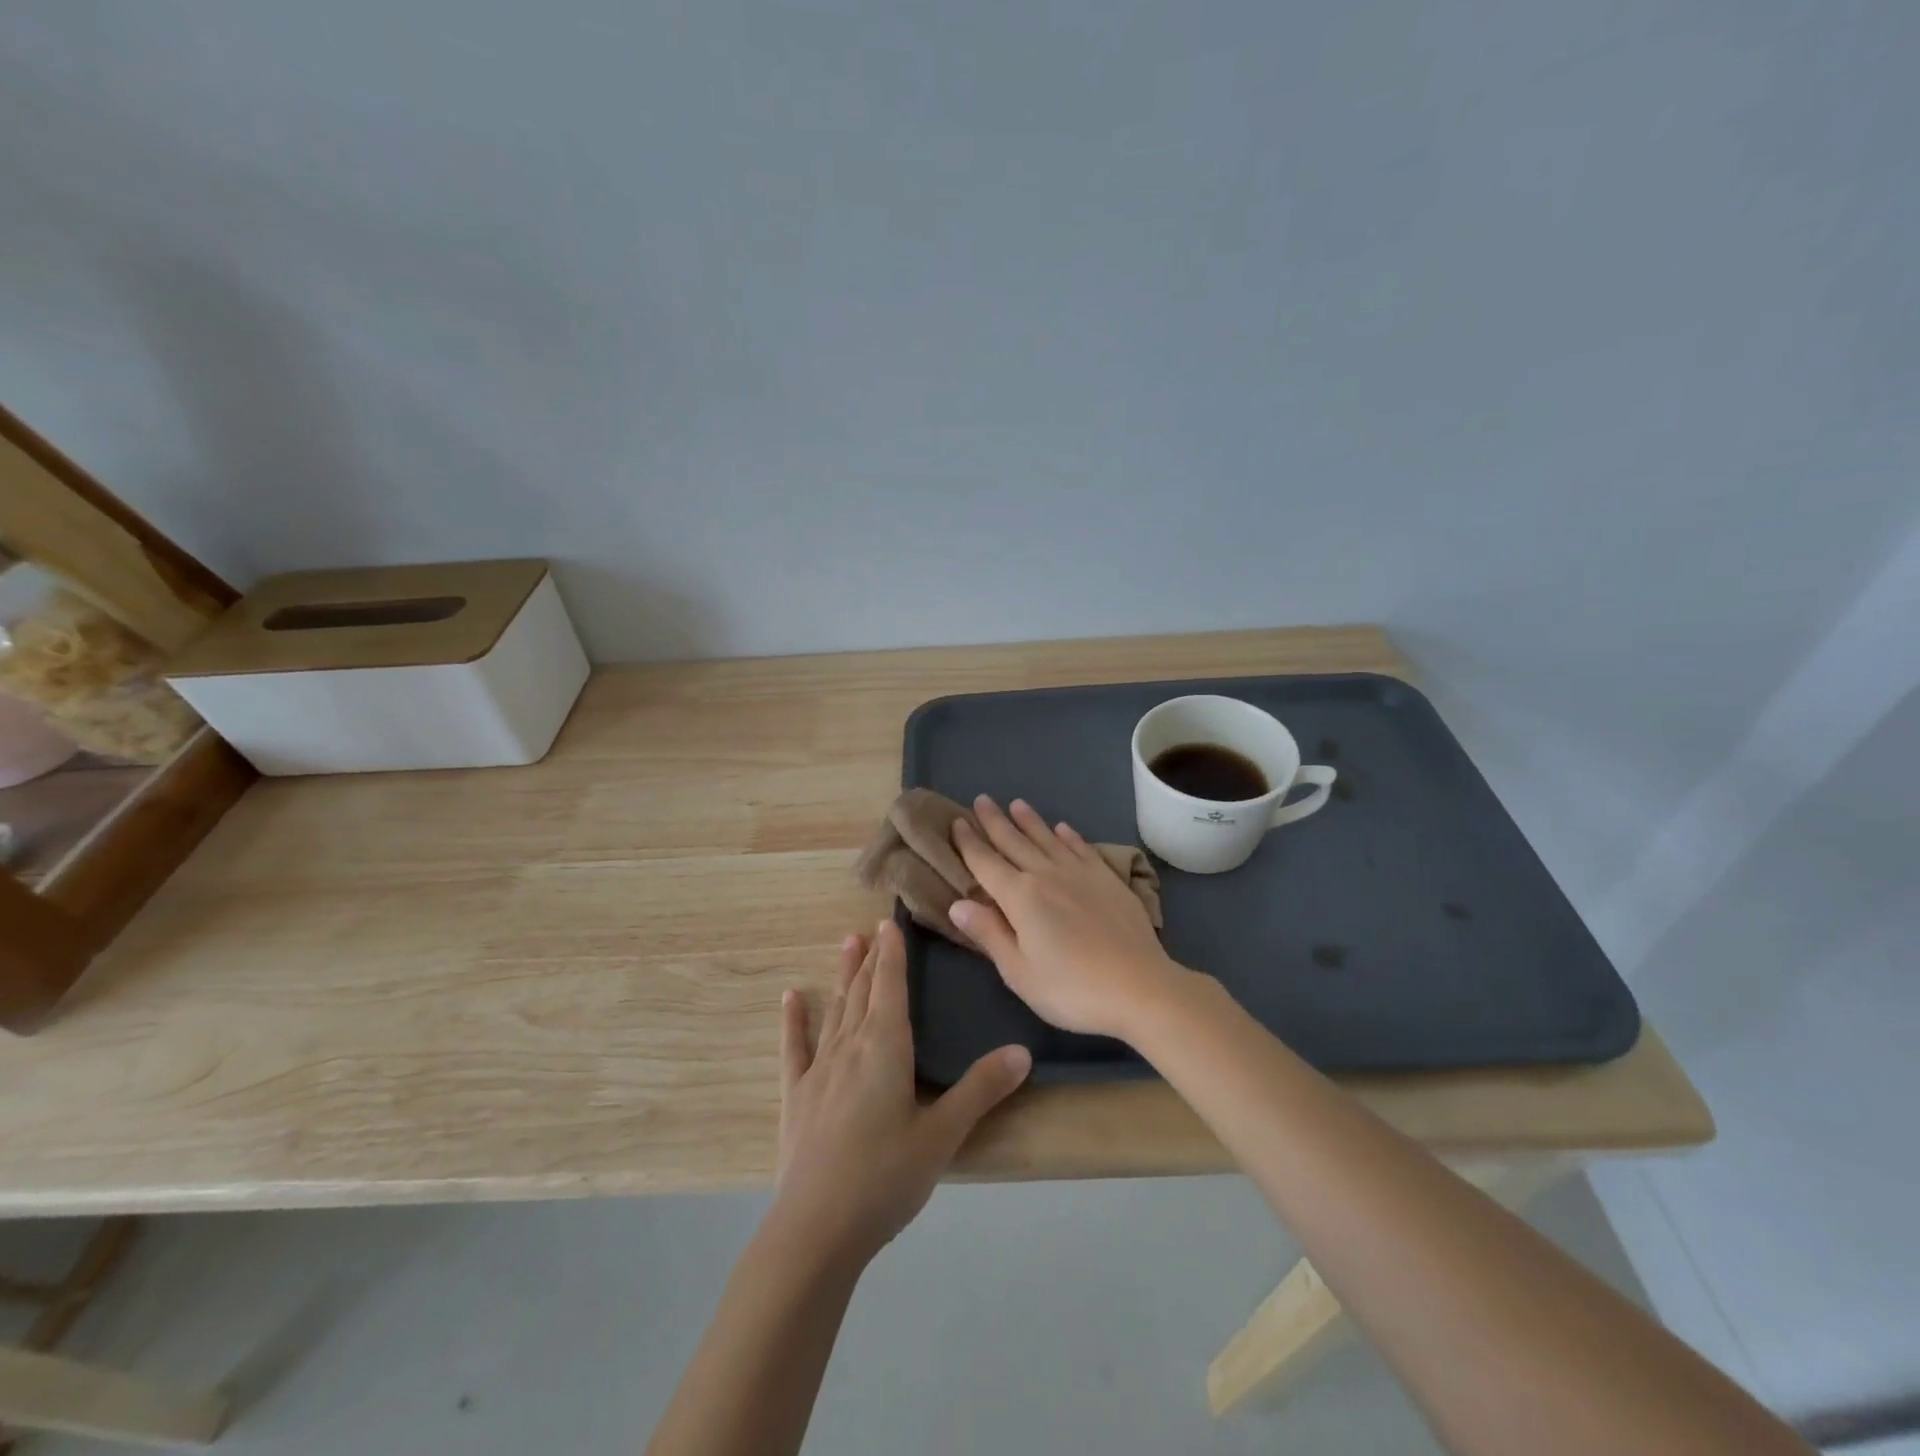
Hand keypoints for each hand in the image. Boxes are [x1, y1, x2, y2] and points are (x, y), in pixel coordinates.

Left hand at [773, 921, 1031, 1266]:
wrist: (816, 1229)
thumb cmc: (886, 1177)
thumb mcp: (943, 1135)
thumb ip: (981, 1090)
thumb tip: (1023, 1052)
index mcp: (886, 1047)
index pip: (891, 986)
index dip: (892, 954)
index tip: (890, 923)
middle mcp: (850, 1046)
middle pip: (863, 991)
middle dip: (871, 958)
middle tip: (872, 928)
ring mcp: (819, 1070)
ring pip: (836, 1010)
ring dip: (843, 976)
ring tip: (846, 944)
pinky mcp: (796, 1096)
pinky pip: (795, 1047)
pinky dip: (794, 1020)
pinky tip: (790, 997)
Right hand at [950, 796, 1189, 1041]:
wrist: (1140, 987)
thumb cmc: (1071, 989)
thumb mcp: (1019, 972)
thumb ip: (988, 933)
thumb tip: (956, 904)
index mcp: (1019, 897)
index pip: (985, 863)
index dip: (969, 843)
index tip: (957, 821)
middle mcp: (1046, 875)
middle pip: (1014, 842)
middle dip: (994, 821)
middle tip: (981, 800)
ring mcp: (1080, 873)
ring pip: (1047, 839)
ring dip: (1030, 821)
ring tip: (1017, 804)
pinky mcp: (1107, 879)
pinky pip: (1082, 848)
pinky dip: (1069, 836)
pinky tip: (1063, 828)